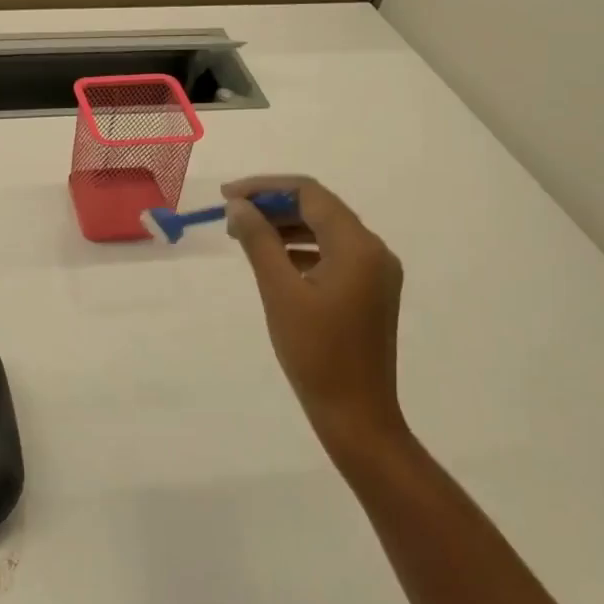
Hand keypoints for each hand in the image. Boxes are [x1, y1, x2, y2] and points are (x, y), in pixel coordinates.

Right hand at [224, 176, 406, 459]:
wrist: (356, 415)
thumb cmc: (316, 353)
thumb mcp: (280, 292)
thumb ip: (259, 241)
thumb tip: (238, 206)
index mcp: (358, 246)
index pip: (309, 193)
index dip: (265, 188)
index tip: (227, 196)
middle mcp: (374, 250)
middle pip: (319, 208)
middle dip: (273, 205)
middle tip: (231, 217)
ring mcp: (375, 272)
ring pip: (325, 230)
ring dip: (285, 226)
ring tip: (244, 236)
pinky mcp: (369, 291)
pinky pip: (332, 254)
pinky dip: (301, 249)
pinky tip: (273, 260)